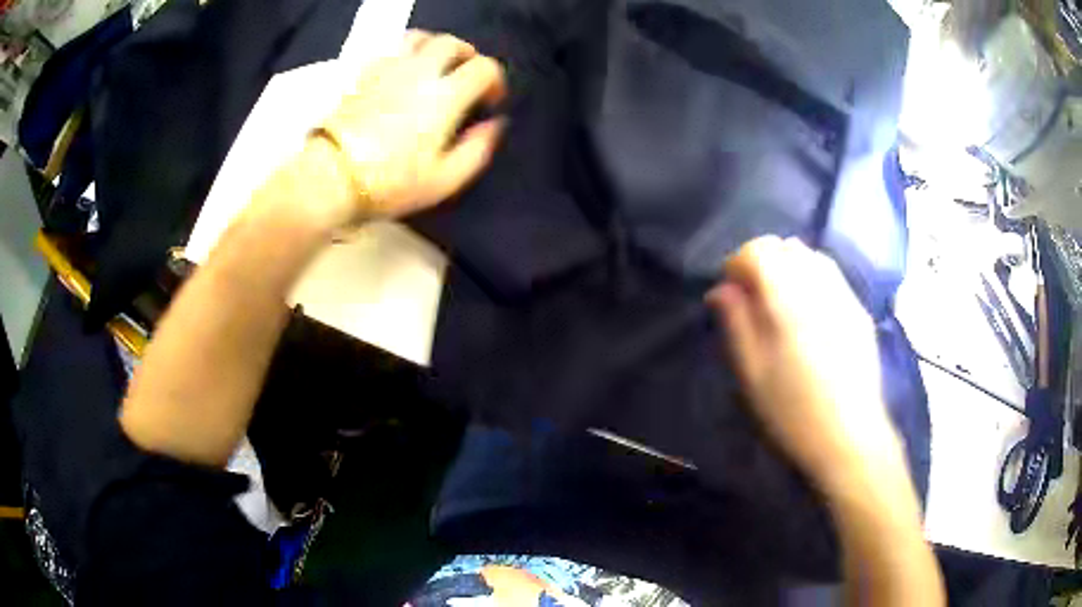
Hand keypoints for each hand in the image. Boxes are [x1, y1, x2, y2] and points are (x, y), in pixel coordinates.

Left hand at [313, 30, 506, 223]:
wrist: (331, 177)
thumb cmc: (391, 182)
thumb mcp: (445, 180)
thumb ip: (477, 149)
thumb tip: (494, 124)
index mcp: (445, 95)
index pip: (483, 67)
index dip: (495, 80)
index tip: (490, 100)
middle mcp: (419, 72)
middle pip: (451, 43)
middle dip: (467, 55)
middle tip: (466, 76)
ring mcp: (388, 69)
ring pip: (419, 37)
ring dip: (435, 46)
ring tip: (435, 65)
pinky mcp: (363, 74)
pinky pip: (389, 49)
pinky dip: (404, 53)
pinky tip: (402, 71)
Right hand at [706, 236, 901, 491]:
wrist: (849, 436)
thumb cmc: (793, 411)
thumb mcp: (752, 373)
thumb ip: (736, 323)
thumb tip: (721, 290)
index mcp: (787, 299)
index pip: (758, 251)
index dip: (737, 263)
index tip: (729, 292)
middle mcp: (818, 285)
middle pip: (785, 246)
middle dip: (763, 261)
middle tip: (753, 297)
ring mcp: (844, 295)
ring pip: (811, 255)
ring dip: (789, 266)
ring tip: (781, 301)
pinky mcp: (859, 309)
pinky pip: (832, 275)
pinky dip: (812, 278)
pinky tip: (810, 311)